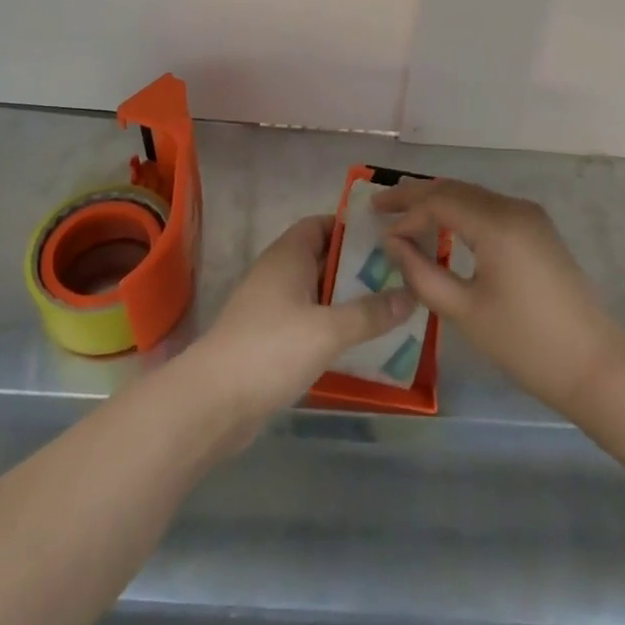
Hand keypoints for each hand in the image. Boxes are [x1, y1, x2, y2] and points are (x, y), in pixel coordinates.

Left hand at [190, 215, 413, 428]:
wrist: (214, 401)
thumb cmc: (272, 349)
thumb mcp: (329, 330)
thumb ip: (370, 313)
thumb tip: (410, 295)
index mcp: (288, 255)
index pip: (321, 224)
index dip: (351, 228)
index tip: (385, 240)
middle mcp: (277, 272)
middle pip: (321, 258)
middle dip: (355, 267)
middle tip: (397, 277)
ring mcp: (269, 306)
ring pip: (315, 292)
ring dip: (345, 299)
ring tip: (386, 309)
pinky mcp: (267, 338)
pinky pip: (306, 320)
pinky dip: (329, 325)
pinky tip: (356, 342)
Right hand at [375, 179, 624, 416]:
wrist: (595, 367)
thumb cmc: (525, 344)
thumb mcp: (464, 312)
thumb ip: (421, 273)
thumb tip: (392, 244)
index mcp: (496, 224)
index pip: (438, 202)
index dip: (405, 214)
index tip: (379, 233)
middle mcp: (513, 208)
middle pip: (454, 189)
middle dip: (416, 196)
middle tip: (380, 205)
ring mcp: (530, 216)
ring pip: (472, 195)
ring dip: (438, 201)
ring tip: (404, 213)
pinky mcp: (538, 230)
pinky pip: (489, 208)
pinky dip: (460, 211)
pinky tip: (444, 226)